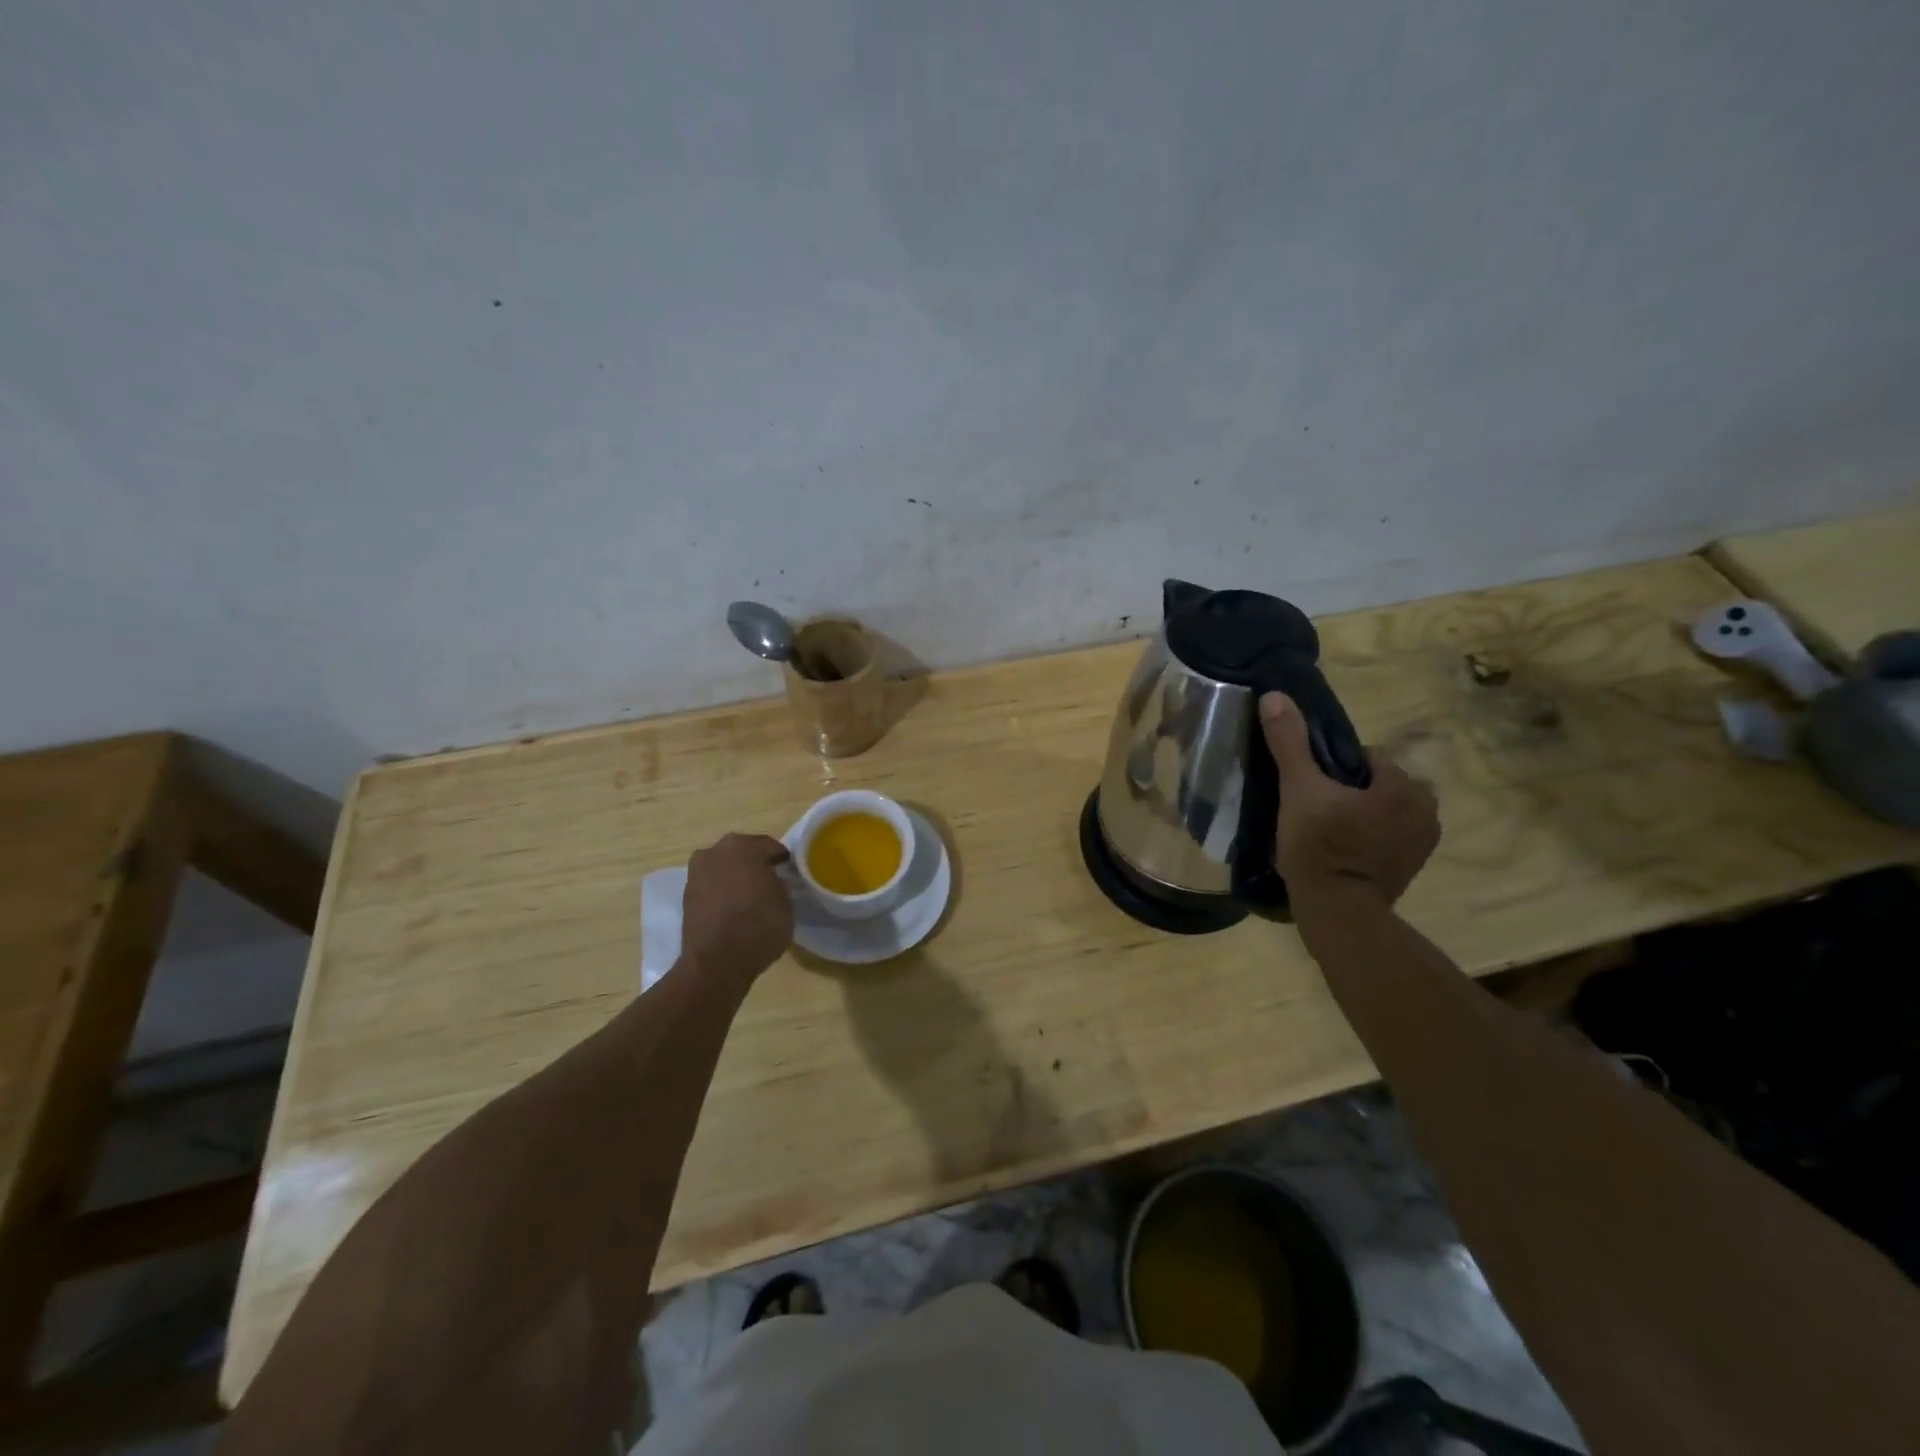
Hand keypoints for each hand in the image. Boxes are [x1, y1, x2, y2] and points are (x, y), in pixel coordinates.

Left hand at [682, 834, 794, 984]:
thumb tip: (773, 882)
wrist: (716, 963)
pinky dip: (722, 893)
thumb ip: (780, 884)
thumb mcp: (787, 902)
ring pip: (724, 869)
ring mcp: (696, 873)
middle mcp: (715, 851)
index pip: (770, 847)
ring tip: (751, 899)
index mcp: (743, 846)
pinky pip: (712, 886)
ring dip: (736, 878)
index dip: (782, 860)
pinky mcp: (686, 896)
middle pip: (743, 853)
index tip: (790, 874)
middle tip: (771, 884)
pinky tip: (734, 910)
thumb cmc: (759, 926)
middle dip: (756, 865)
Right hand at [1259, 692, 1438, 912]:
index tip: (1310, 788)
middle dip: (1349, 792)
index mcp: (1404, 786)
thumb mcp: (1299, 789)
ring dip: (1360, 815)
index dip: (1333, 769)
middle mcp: (1426, 810)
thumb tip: (1274, 696)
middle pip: (1376, 784)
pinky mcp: (1413, 868)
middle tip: (1314, 811)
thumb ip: (1289, 743)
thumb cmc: (1320, 846)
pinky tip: (1340, 851)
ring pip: (1383, 811)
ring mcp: (1423, 843)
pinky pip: (1387, 837)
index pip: (1366, 758)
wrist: (1336, 911)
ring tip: (1324, 832)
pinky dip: (1368, 838)